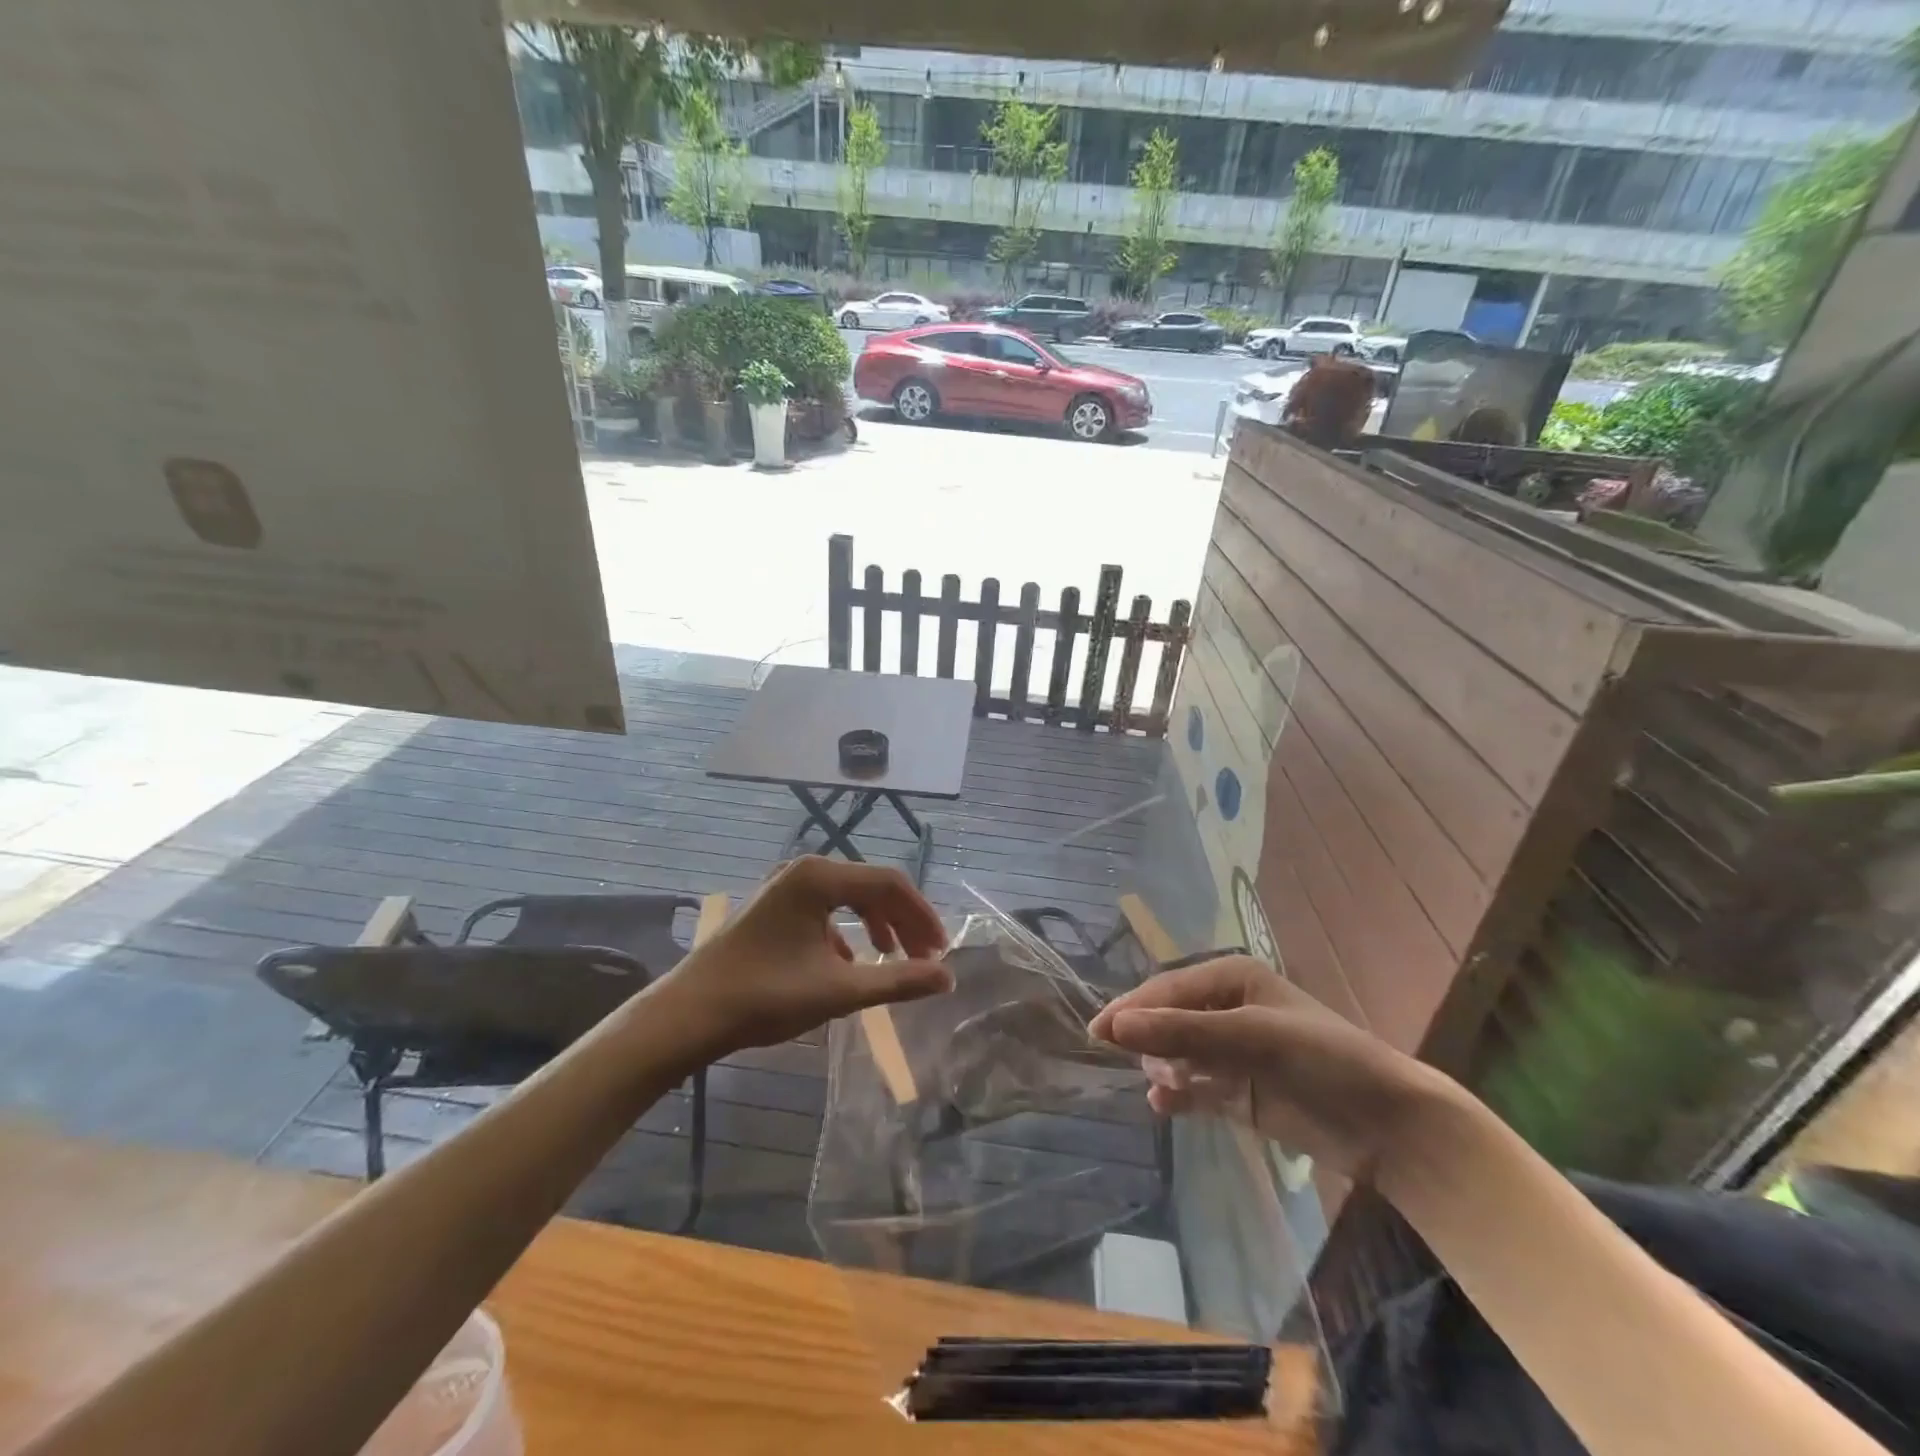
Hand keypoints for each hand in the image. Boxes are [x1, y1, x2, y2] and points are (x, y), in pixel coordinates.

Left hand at [660, 857, 953, 1058]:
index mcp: (819, 877)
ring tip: (894, 958)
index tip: (941, 950)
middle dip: (903, 921)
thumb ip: (898, 981)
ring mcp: (785, 885)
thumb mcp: (839, 990)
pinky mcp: (774, 905)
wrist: (689, 1014)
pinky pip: (825, 908)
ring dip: (878, 924)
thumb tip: (947, 977)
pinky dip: (848, 930)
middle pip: (871, 886)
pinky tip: (850, 962)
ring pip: (848, 896)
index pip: (890, 883)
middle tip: (925, 957)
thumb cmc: (765, 996)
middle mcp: (804, 869)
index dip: (922, 915)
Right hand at [1087, 956, 1457, 1177]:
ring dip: (1164, 1068)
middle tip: (1141, 1066)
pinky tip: (1162, 1107)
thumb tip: (1114, 1027)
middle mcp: (1229, 1009)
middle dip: (1149, 1040)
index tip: (1096, 1033)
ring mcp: (1234, 1052)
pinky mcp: (1241, 1092)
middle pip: (1168, 1019)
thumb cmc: (1323, 1060)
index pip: (1167, 989)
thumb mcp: (1251, 1037)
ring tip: (1168, 1087)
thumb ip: (1181, 1032)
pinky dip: (1177, 1095)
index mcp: (1232, 979)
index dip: (1132, 1009)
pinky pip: (1195, 1088)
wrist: (1390, 1126)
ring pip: (1177, 1054)